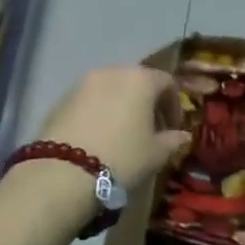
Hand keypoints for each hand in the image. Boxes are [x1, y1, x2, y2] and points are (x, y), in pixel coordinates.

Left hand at [36, 66, 190, 189]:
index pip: (166, 83)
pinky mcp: (61, 99)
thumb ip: (173, 140)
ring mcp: (82, 83)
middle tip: (150, 131)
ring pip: (111, 90)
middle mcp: (111, 72)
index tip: (173, 129)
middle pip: (136, 82)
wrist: (64, 172)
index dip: (174, 106)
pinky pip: (89, 101)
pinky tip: (99, 138)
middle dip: (147, 104)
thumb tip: (183, 136)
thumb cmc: (122, 158)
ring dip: (121, 107)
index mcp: (140, 79)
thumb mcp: (156, 154)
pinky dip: (99, 113)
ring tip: (122, 135)